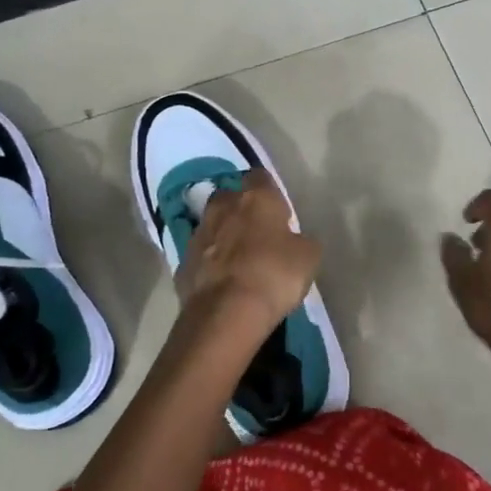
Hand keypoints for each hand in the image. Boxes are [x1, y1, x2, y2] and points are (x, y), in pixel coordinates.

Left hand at [178, 169, 319, 336]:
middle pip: (229, 198)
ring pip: (210, 226)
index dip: (269, 190)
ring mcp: (198, 236)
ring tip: (238, 259)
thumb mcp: (308, 257)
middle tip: (256, 230)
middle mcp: (222, 208)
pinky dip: (209, 265)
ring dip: (222, 236)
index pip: (260, 176)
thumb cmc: (274, 274)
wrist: (226, 313)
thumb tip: (295, 240)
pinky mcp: (182, 265)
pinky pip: (200, 258)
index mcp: (256, 198)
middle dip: (240, 209)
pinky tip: (221, 283)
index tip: (278, 207)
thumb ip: (301, 240)